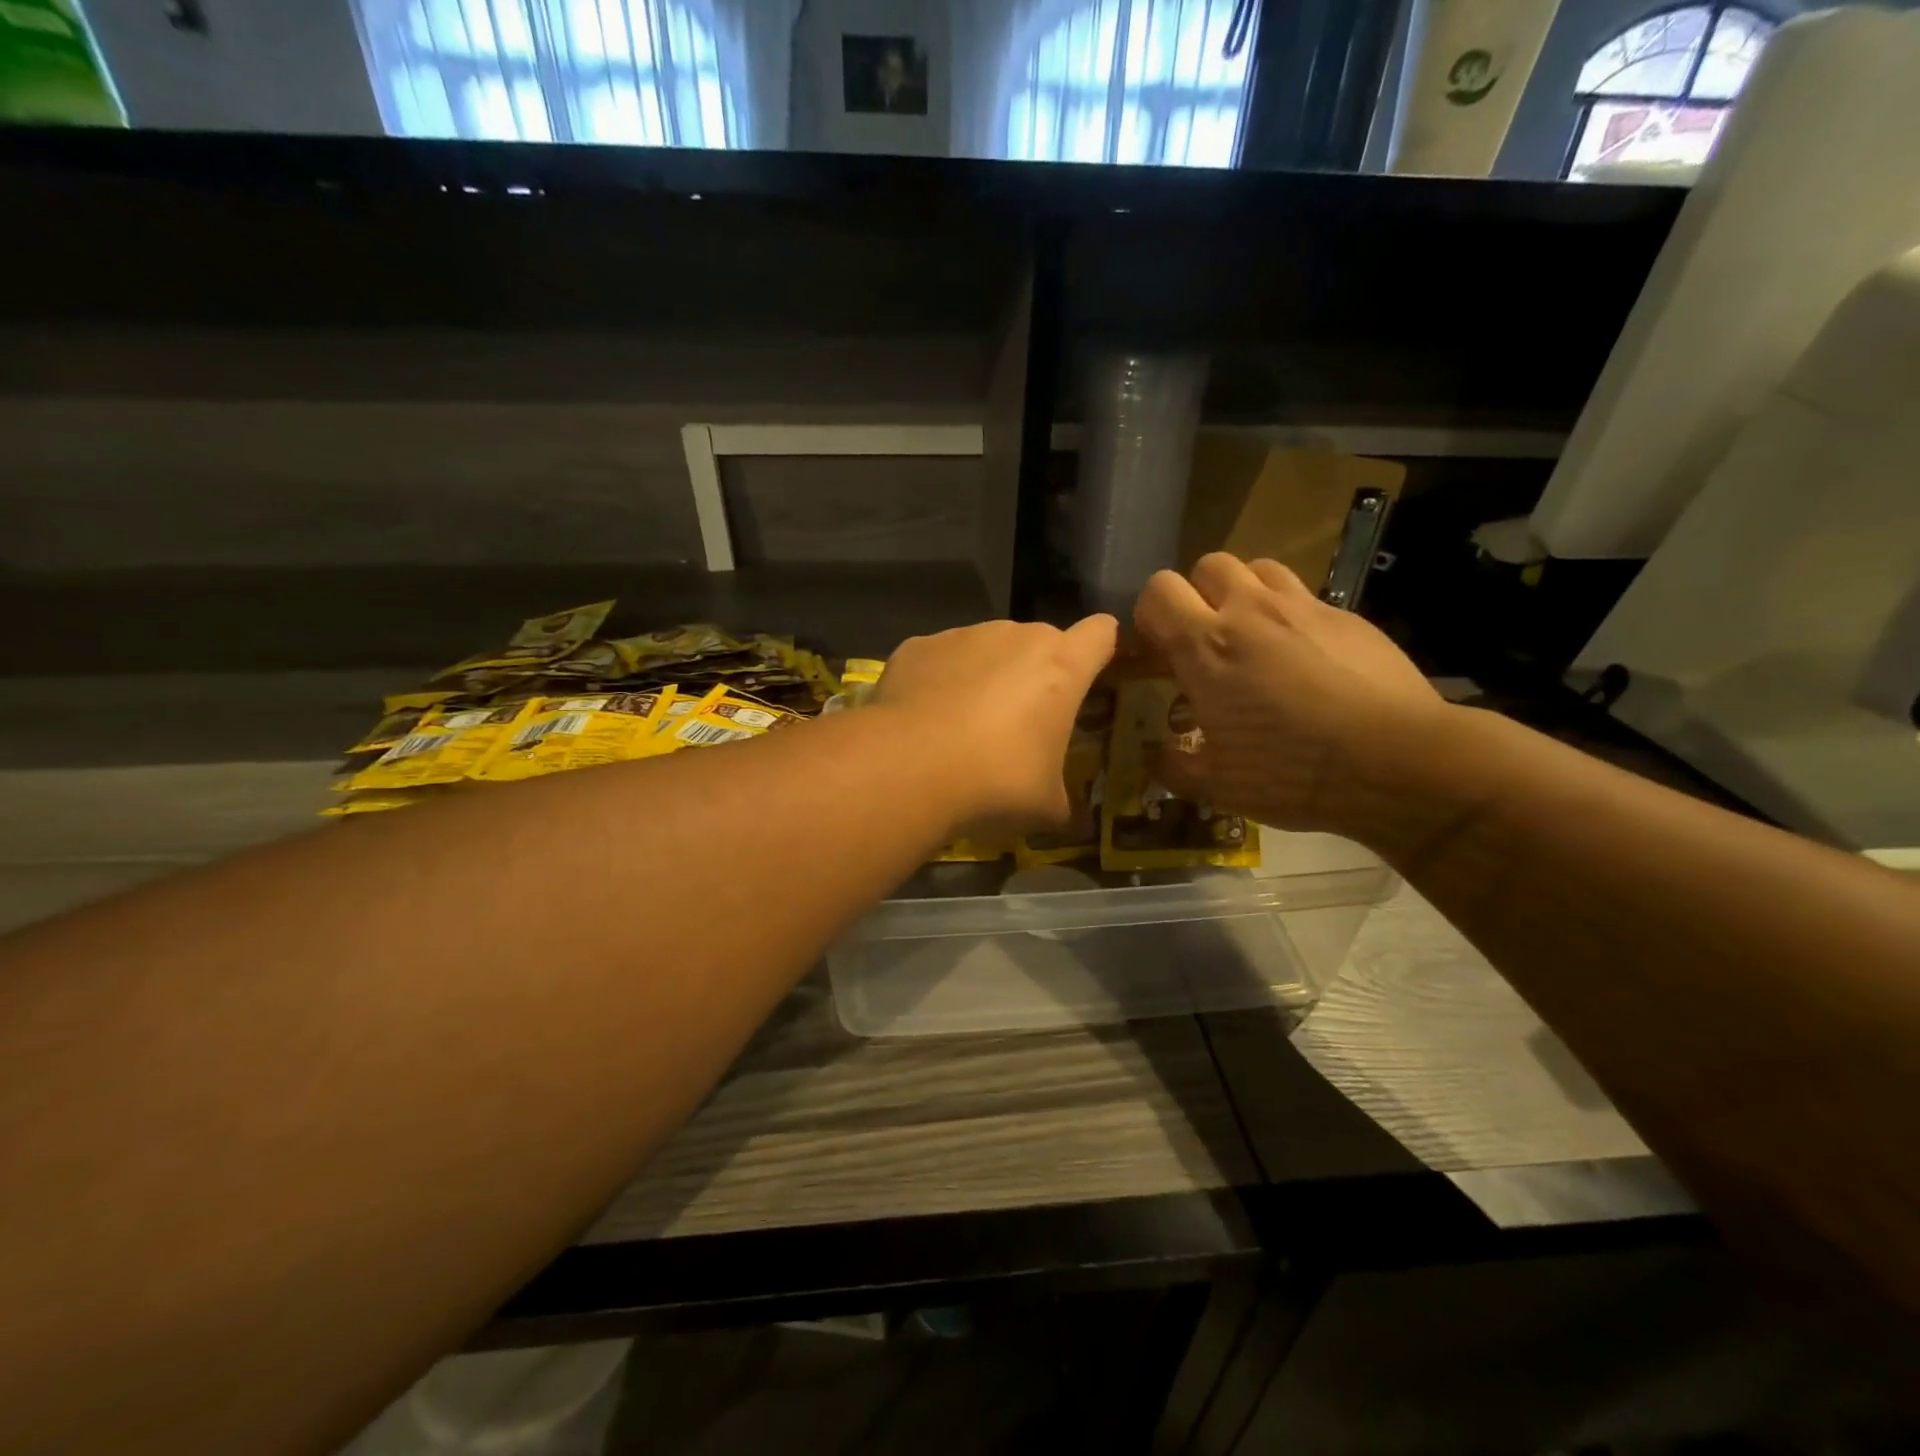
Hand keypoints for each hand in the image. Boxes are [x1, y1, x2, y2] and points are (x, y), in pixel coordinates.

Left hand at [871, 615, 1117, 835]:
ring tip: (964, 725)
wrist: (908, 768)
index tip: (1092, 676)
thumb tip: (1069, 819)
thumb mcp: (1046, 806)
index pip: (1101, 633)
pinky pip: (940, 659)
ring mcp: (962, 636)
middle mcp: (1015, 637)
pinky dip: (939, 680)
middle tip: (1022, 722)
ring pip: (987, 647)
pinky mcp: (917, 646)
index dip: (1101, 649)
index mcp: (1061, 668)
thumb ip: (1063, 801)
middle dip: (1037, 673)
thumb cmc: (996, 782)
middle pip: (1041, 641)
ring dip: (987, 674)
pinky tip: (924, 720)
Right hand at [1133, 554, 1447, 834]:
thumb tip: (1159, 757)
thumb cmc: (1292, 773)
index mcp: (1206, 646)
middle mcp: (1250, 611)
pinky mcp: (1348, 616)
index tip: (1158, 651)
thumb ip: (1176, 767)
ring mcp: (1304, 607)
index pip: (1158, 591)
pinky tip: (1305, 658)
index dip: (1150, 615)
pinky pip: (1305, 596)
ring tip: (1252, 636)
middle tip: (1205, 640)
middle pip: (1208, 565)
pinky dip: (1290, 616)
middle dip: (1197, 596)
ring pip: (1258, 568)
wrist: (1399, 762)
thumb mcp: (1218, 786)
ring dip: (1244, 594)